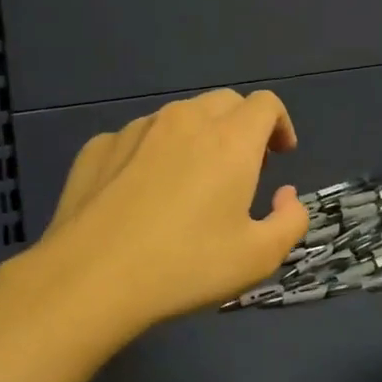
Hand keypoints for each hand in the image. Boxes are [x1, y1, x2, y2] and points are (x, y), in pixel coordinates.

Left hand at [23, 89, 309, 339]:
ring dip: (199, 138)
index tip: (280, 155)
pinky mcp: (98, 148)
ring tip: (192, 182)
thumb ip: (291, 220)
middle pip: (224, 102)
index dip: (280, 125)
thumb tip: (286, 196)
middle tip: (244, 169)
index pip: (265, 104)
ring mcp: (136, 130)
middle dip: (243, 126)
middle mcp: (184, 121)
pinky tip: (144, 195)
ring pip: (180, 117)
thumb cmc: (186, 266)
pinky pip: (139, 138)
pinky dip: (155, 153)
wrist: (90, 279)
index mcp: (230, 140)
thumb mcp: (260, 257)